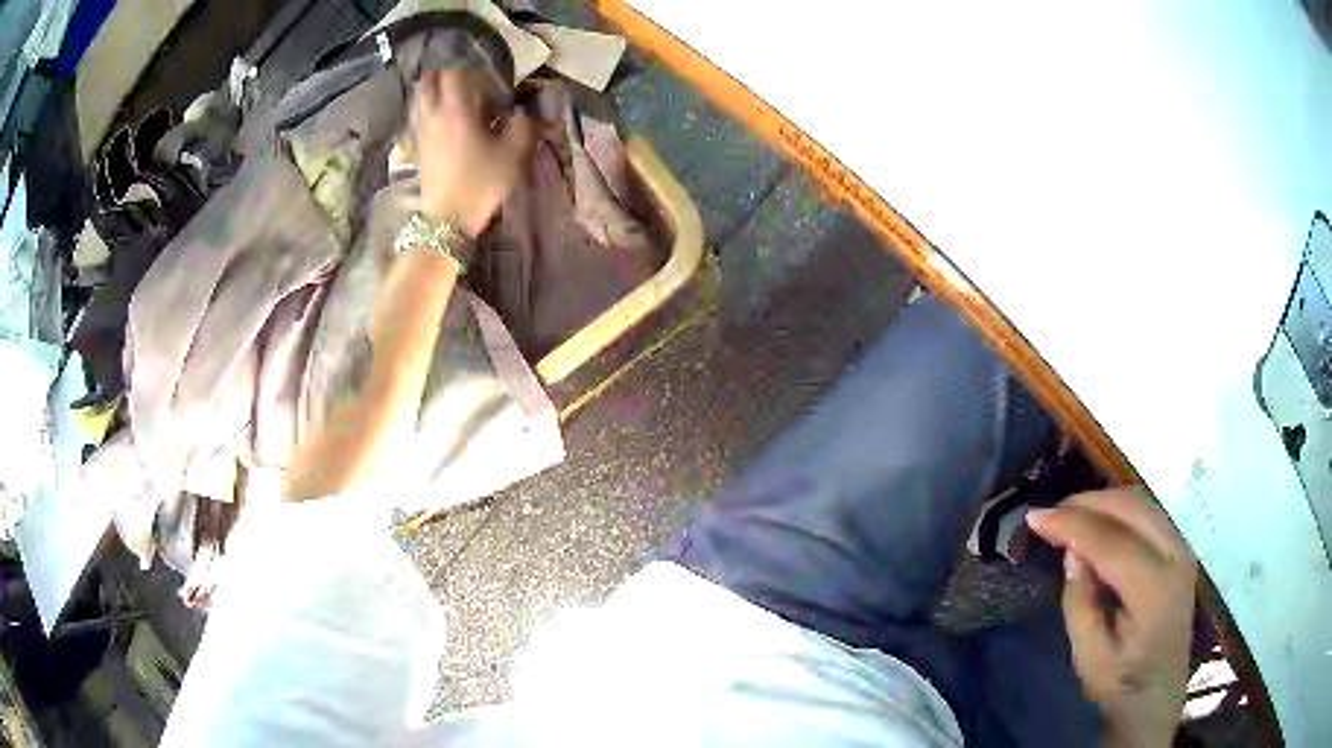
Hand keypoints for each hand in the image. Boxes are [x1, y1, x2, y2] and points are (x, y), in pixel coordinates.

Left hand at [413, 69, 533, 236]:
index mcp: (457, 110)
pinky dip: (428, 105)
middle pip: (431, 79)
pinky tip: (440, 112)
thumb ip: (524, 124)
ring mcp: (422, 131)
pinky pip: (419, 114)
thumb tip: (525, 108)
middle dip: (446, 69)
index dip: (469, 60)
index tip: (482, 60)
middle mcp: (434, 114)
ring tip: (452, 87)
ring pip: (422, 96)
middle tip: (464, 70)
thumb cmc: (481, 185)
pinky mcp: (418, 147)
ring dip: (434, 85)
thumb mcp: (514, 155)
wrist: (447, 223)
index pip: (456, 71)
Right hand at [1026, 489, 1197, 747]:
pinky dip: (1119, 509)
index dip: (1072, 524)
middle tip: (1050, 515)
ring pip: (1142, 503)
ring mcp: (1182, 548)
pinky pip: (1148, 513)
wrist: (1158, 696)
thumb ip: (1080, 604)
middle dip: (1087, 503)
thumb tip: (1072, 554)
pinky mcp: (1180, 549)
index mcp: (1155, 589)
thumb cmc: (1120, 685)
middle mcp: (1176, 556)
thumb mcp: (1089, 658)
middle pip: (1131, 508)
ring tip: (1069, 516)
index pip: (1112, 541)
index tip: (1034, 517)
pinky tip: (1098, 523)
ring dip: (1103, 502)